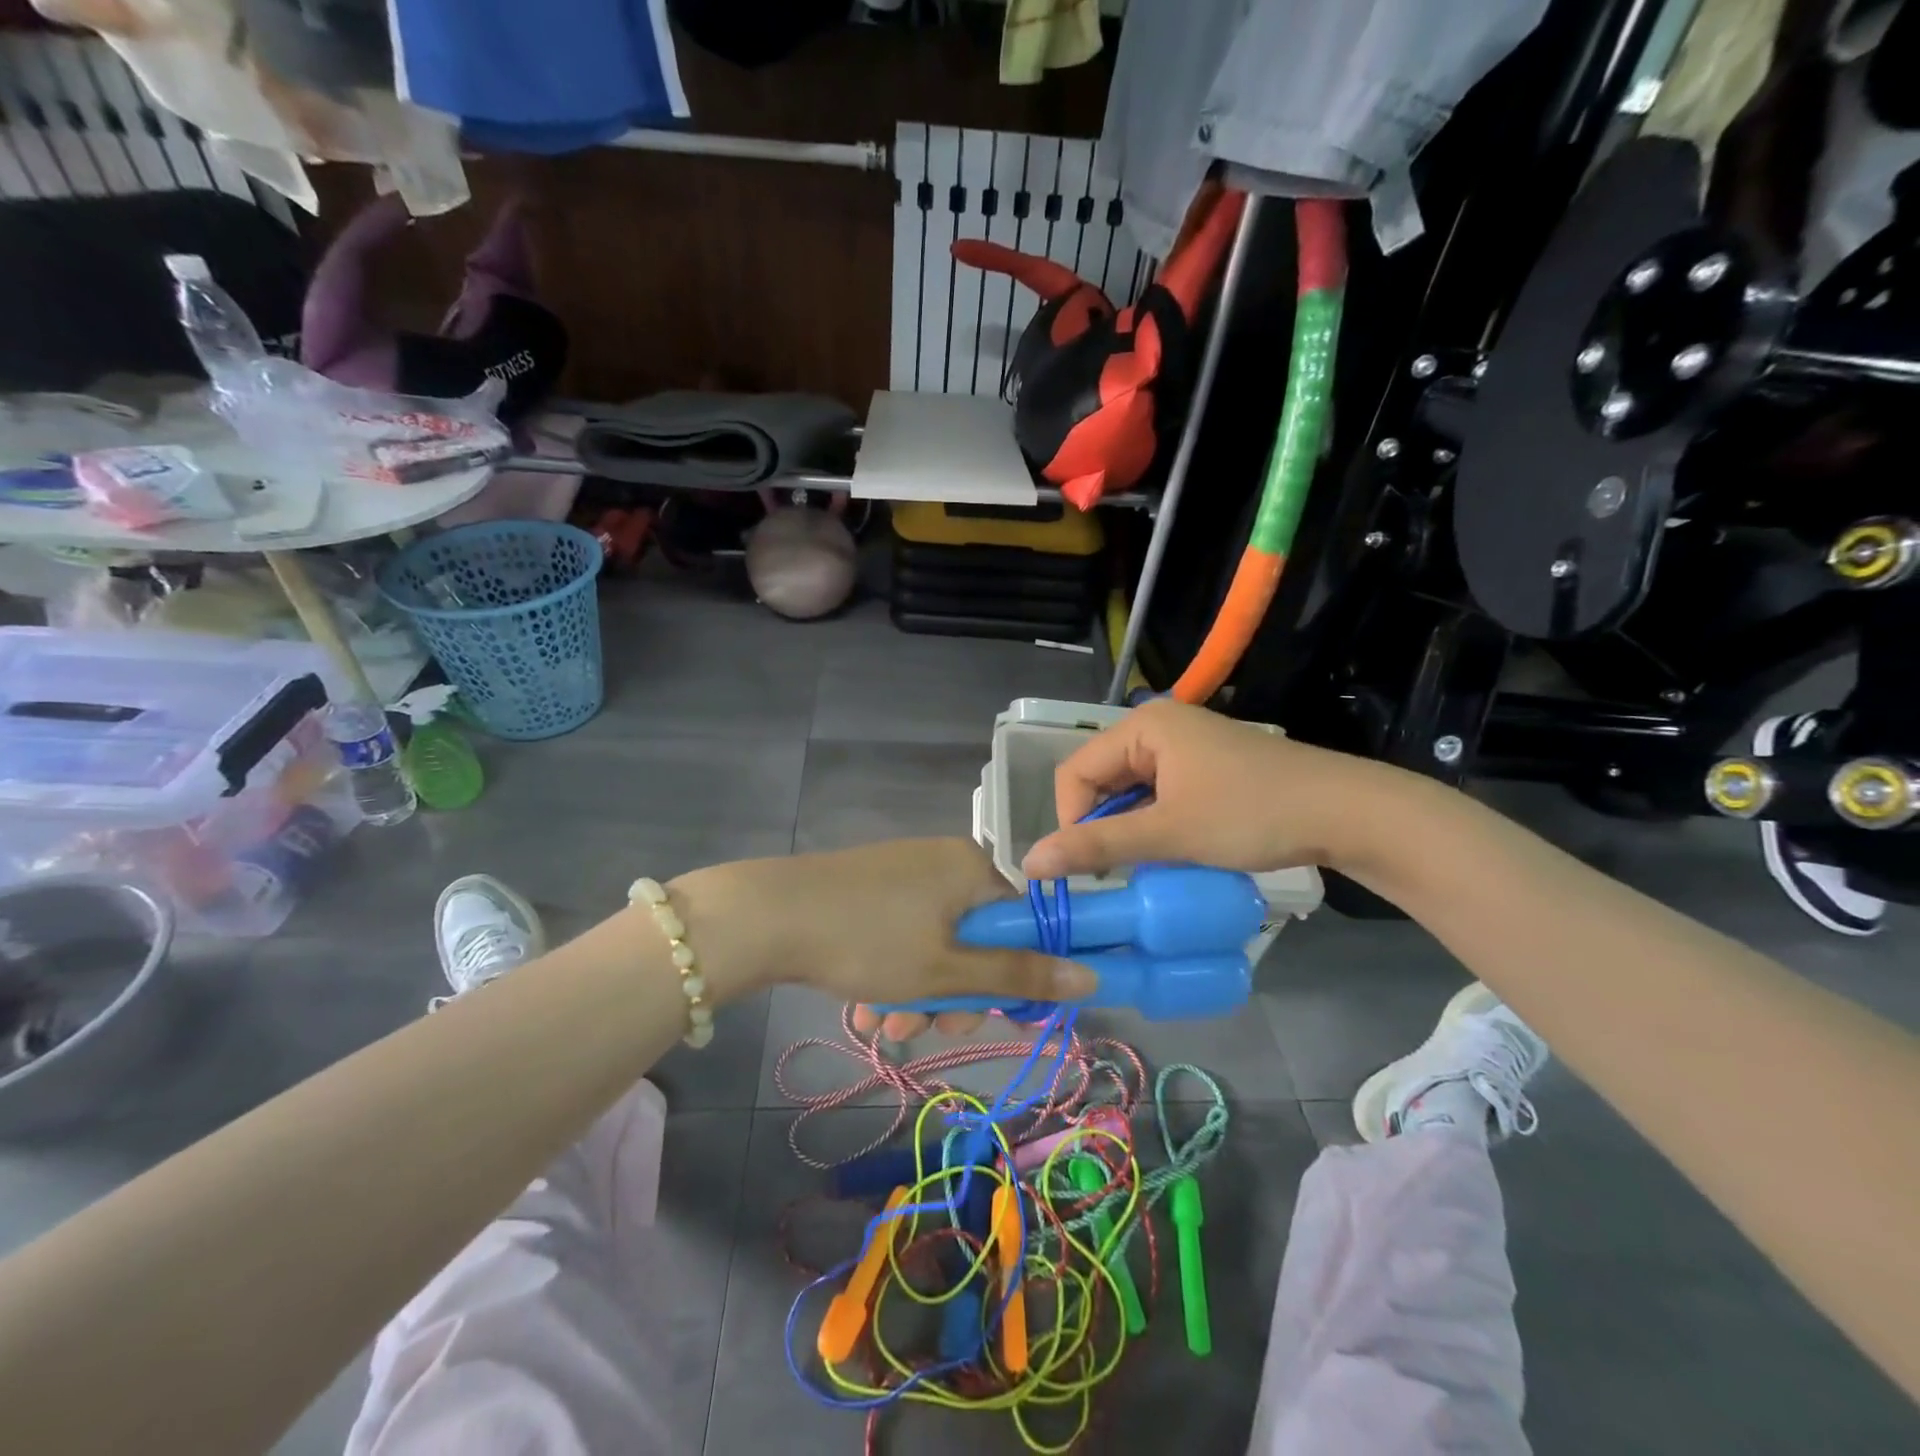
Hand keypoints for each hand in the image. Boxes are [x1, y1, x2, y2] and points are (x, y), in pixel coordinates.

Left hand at [673, 838, 1094, 1038]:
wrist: (768, 916)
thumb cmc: (869, 941)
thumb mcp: (947, 970)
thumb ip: (1019, 975)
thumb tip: (1091, 978)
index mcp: (973, 869)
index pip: (1024, 923)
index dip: (1017, 974)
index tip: (996, 1015)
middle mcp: (945, 862)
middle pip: (978, 939)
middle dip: (957, 994)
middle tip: (929, 1028)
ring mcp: (906, 873)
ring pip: (937, 945)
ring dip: (921, 994)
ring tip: (886, 1025)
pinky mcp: (874, 888)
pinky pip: (905, 935)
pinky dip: (895, 973)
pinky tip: (867, 1007)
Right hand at [1022, 698, 1389, 880]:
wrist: (1346, 812)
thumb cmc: (1250, 814)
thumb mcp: (1168, 834)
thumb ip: (1096, 846)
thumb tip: (1029, 863)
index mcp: (1143, 726)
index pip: (1075, 772)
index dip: (1071, 820)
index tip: (1090, 866)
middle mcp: (1159, 727)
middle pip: (1101, 779)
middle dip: (1102, 825)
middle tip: (1117, 870)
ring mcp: (1186, 745)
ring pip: (1131, 791)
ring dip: (1130, 828)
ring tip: (1146, 863)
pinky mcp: (1207, 766)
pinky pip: (1159, 794)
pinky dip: (1156, 823)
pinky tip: (1173, 850)